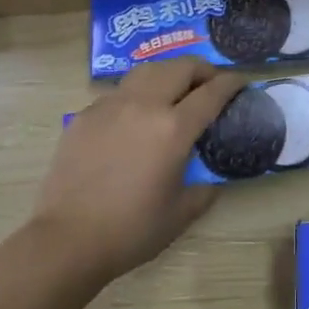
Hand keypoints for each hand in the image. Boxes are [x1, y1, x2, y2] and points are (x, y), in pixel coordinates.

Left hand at [30, 58, 242, 285]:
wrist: (66, 240)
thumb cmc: (130, 230)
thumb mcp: (180, 214)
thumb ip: (203, 191)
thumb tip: (211, 181)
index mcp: (173, 128)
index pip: (212, 92)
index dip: (231, 83)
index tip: (242, 82)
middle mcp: (144, 105)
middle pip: (180, 68)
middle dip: (202, 69)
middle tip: (210, 83)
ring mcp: (110, 106)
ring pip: (147, 71)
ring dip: (168, 74)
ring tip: (174, 89)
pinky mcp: (84, 115)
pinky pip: (118, 93)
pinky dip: (136, 95)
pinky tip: (134, 118)